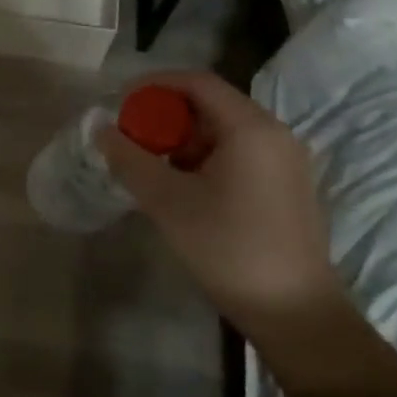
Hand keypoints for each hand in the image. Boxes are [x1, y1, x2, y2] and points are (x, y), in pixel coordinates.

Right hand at [97, 71, 341, 334]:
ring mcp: (286, 160)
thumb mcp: (168, 202)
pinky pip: (241, 153)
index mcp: (251, 127)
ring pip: (225, 130)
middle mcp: (275, 133)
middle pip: (212, 104)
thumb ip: (130, 160)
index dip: (155, 85)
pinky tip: (186, 189)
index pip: (197, 82)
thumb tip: (101, 130)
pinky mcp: (289, 185)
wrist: (295, 314)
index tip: (122, 102)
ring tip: (155, 168)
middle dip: (167, 116)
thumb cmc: (229, 249)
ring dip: (185, 140)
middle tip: (134, 140)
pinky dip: (207, 158)